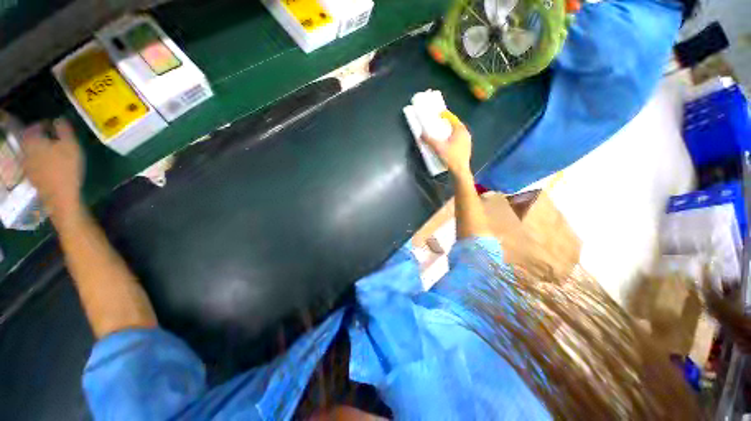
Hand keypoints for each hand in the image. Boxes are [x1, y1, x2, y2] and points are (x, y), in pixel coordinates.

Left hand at [21, 118, 83, 218]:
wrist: (61, 196)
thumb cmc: (66, 168)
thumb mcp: (71, 145)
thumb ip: (64, 129)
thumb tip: (59, 119)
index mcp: (31, 140)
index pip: (34, 126)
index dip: (44, 124)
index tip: (55, 125)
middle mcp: (24, 150)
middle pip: (30, 139)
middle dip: (40, 137)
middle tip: (53, 137)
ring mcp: (26, 165)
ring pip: (31, 151)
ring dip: (40, 149)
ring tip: (53, 151)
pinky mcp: (31, 176)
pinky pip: (33, 163)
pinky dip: (40, 160)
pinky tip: (50, 164)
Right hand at [421, 111, 471, 177]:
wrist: (460, 170)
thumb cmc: (450, 157)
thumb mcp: (438, 148)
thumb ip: (429, 140)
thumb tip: (421, 134)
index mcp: (460, 130)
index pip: (453, 119)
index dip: (446, 115)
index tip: (440, 113)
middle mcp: (466, 134)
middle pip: (456, 125)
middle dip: (448, 123)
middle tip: (440, 122)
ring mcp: (467, 141)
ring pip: (458, 132)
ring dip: (450, 131)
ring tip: (443, 132)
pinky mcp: (466, 148)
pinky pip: (459, 139)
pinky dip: (453, 137)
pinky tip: (448, 142)